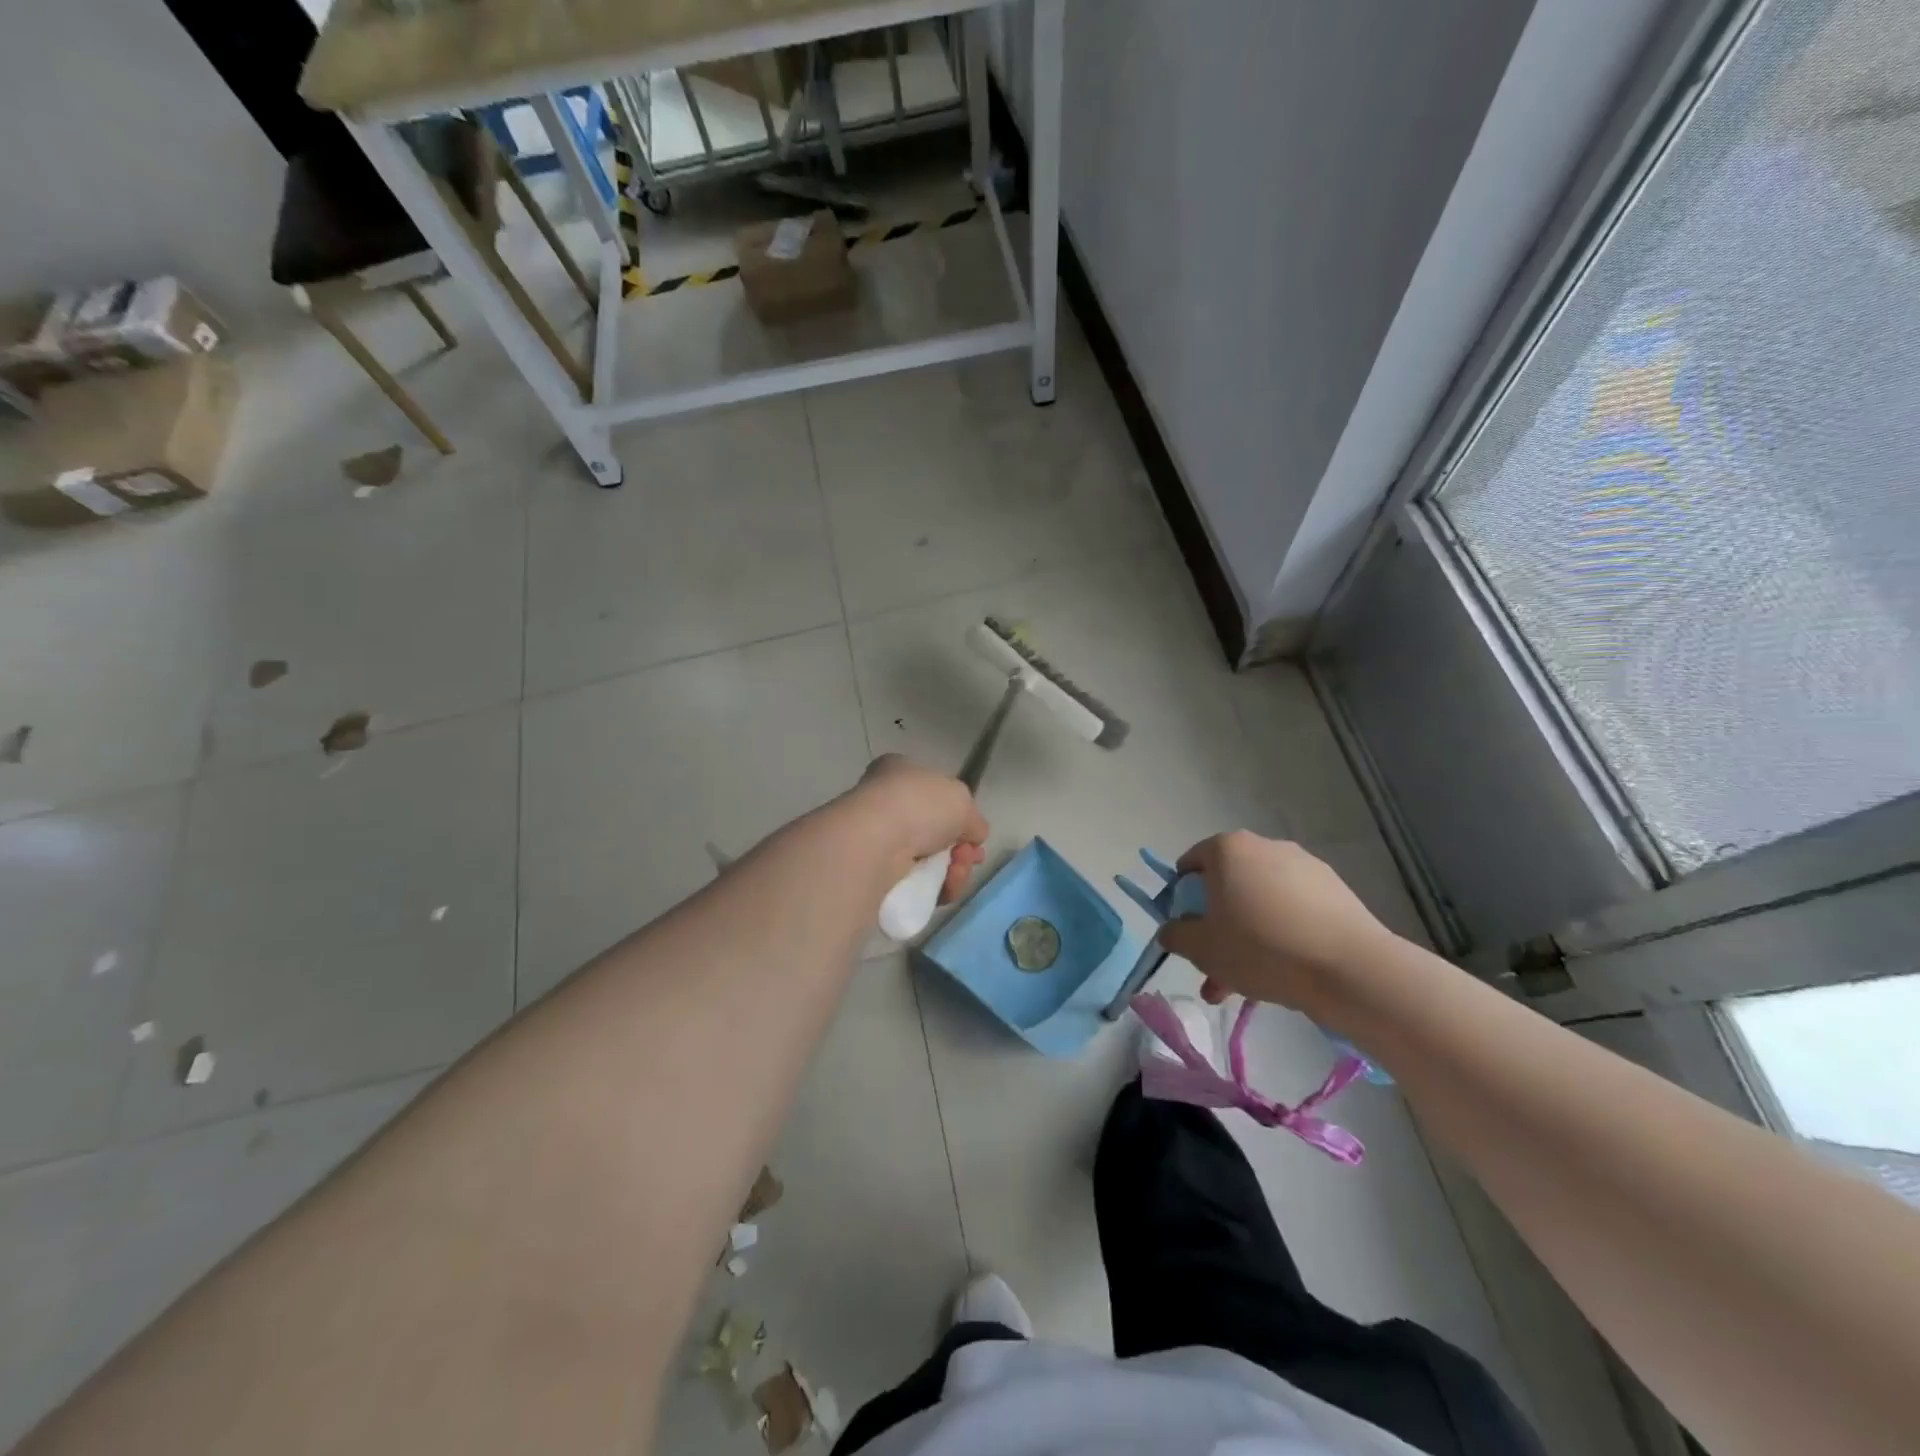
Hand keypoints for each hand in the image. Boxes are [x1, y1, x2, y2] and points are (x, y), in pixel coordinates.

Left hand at [850, 755, 988, 904]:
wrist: (875, 843)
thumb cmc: (919, 805)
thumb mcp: (962, 799)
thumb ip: (973, 818)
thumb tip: (973, 836)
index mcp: (900, 773)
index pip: (935, 793)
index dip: (959, 814)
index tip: (975, 834)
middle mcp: (888, 805)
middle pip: (937, 832)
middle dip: (961, 848)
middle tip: (971, 857)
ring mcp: (881, 841)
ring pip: (931, 861)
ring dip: (954, 870)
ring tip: (957, 871)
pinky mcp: (877, 875)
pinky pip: (919, 884)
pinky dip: (938, 888)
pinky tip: (946, 887)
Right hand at [1157, 831, 1395, 1017]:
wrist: (1349, 968)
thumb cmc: (1261, 948)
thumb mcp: (1202, 949)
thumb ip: (1175, 935)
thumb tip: (1171, 930)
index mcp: (1227, 849)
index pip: (1190, 865)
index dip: (1181, 900)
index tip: (1188, 933)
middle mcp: (1264, 846)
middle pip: (1227, 886)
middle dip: (1217, 928)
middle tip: (1215, 968)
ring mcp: (1303, 865)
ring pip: (1260, 902)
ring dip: (1247, 936)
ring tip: (1247, 984)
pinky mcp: (1334, 889)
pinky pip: (1292, 909)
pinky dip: (1281, 932)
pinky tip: (1284, 971)